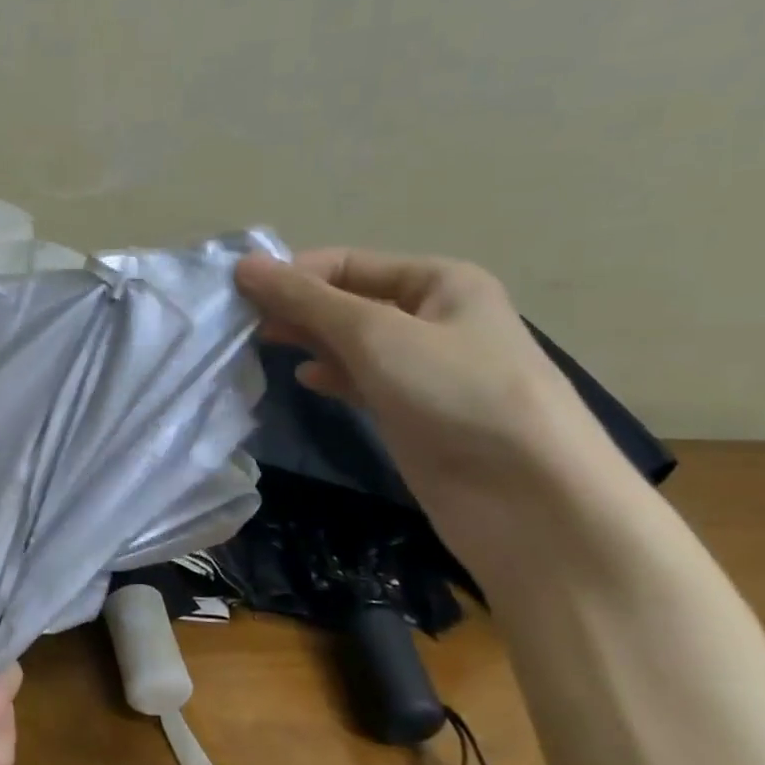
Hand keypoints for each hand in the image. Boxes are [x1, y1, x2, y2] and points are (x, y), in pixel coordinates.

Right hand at [234, 248, 607, 563]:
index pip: (347, 263)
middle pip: (348, 301)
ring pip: (352, 343)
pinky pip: (362, 380)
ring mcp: (425, 369)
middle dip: (296, 308)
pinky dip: (331, 375)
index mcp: (439, 282)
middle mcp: (434, 318)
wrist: (529, 501)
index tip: (236, 294)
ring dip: (308, 341)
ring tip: (259, 347)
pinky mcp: (414, 412)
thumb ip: (306, 300)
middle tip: (239, 325)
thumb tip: (244, 265)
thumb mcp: (375, 334)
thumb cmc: (456, 395)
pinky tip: (303, 379)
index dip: (292, 274)